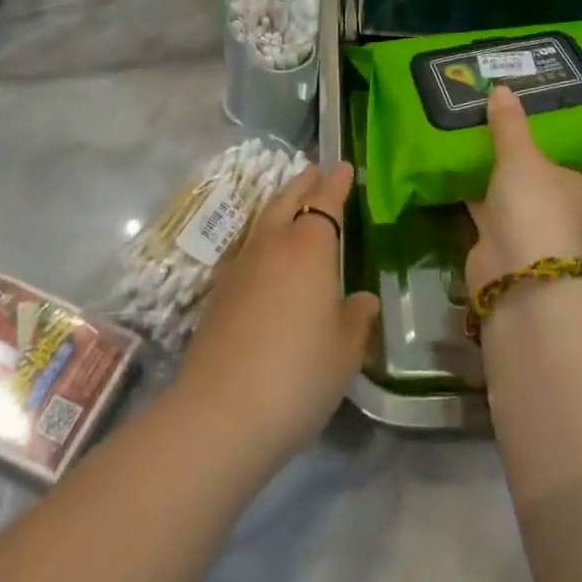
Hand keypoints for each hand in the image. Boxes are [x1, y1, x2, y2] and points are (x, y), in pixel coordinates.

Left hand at [175, 163, 379, 463]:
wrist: (219, 414)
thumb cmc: (297, 375)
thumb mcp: (344, 352)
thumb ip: (356, 319)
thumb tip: (363, 299)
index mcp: (309, 247)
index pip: (325, 201)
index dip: (336, 183)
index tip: (344, 167)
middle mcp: (272, 244)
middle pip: (287, 199)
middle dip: (304, 182)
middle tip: (316, 171)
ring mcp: (240, 266)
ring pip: (264, 219)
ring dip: (280, 205)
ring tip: (292, 204)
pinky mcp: (218, 292)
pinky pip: (247, 247)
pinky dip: (262, 237)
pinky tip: (265, 255)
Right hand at [467, 86, 581, 287]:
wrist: (516, 275)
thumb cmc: (537, 207)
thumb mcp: (521, 156)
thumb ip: (510, 124)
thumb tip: (501, 88)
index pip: (578, 156)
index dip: (557, 134)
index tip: (533, 110)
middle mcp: (567, 209)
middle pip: (542, 172)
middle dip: (520, 151)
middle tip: (496, 114)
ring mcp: (535, 228)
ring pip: (513, 189)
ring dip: (495, 170)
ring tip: (471, 130)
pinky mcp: (503, 241)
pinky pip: (487, 205)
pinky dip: (474, 189)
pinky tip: (453, 162)